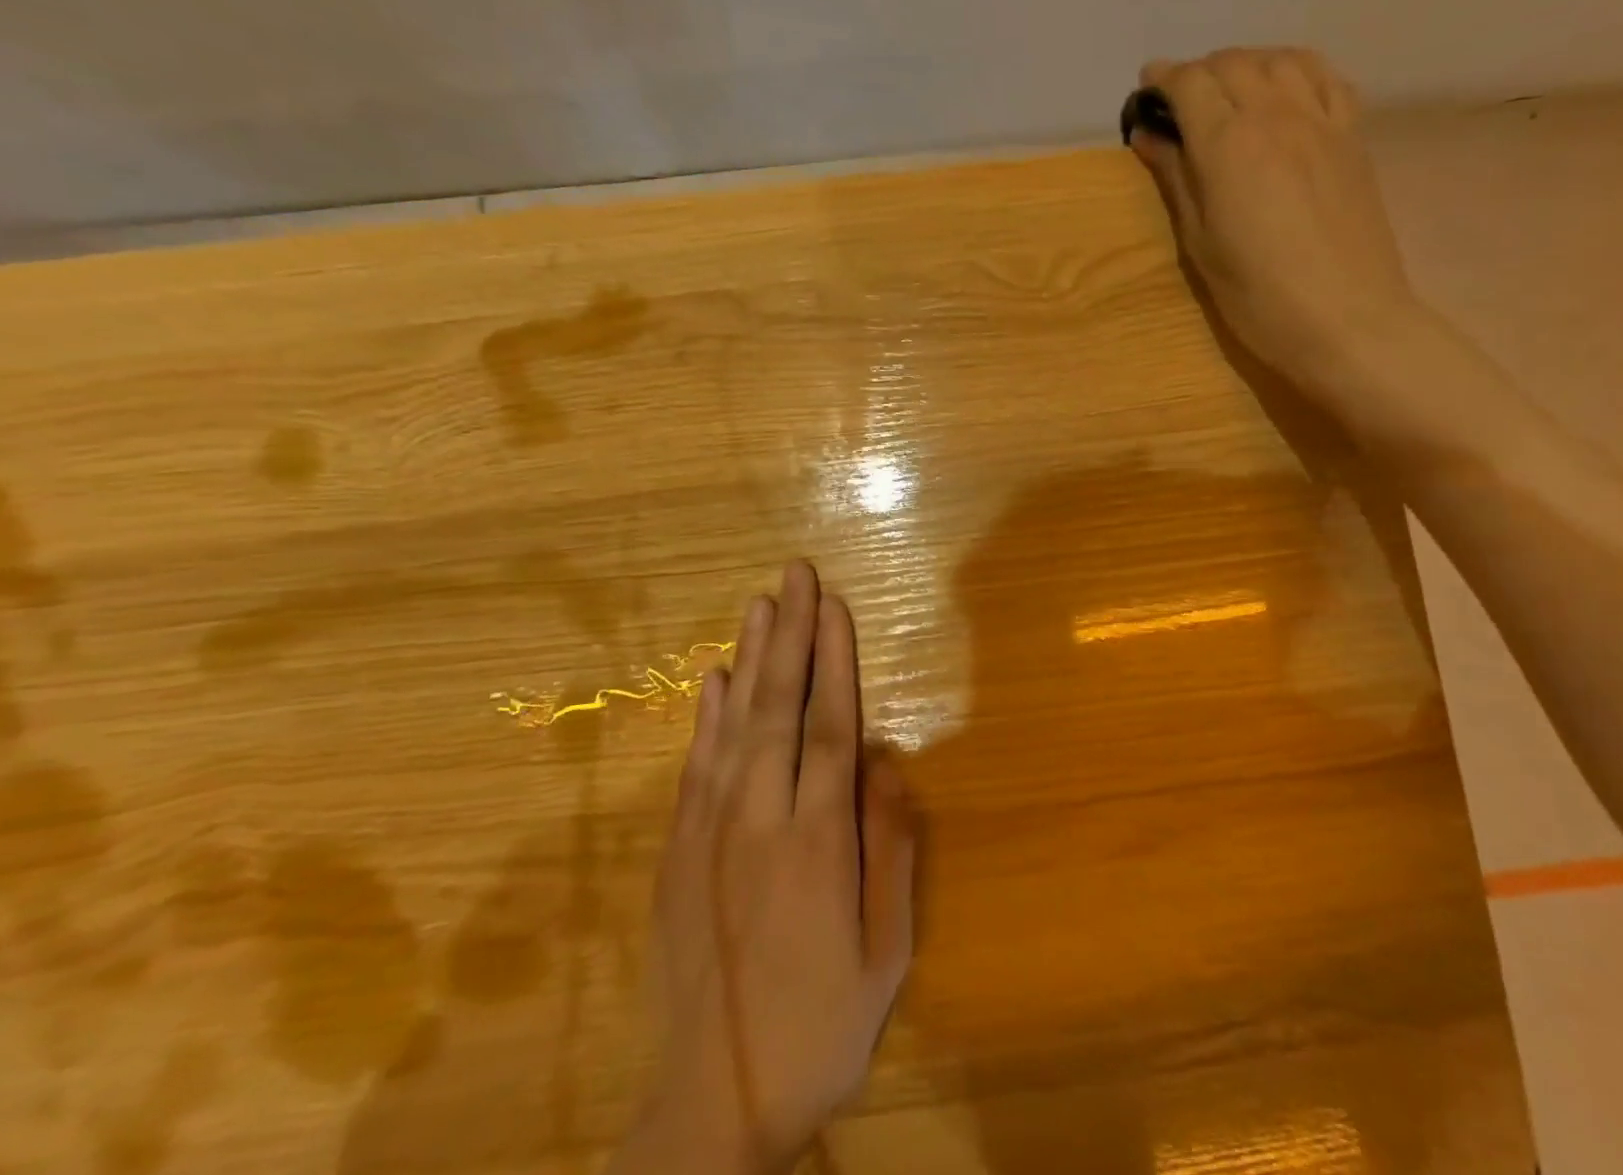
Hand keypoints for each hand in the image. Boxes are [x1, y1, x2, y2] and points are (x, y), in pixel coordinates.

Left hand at [622, 563, 917, 1174]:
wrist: (714, 1102)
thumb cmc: (820, 1023)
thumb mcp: (885, 949)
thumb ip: (888, 846)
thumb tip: (886, 760)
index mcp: (816, 842)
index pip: (827, 728)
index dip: (833, 661)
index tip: (834, 606)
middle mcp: (758, 820)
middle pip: (777, 709)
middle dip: (790, 635)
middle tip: (795, 575)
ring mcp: (709, 833)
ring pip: (734, 726)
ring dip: (749, 658)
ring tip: (760, 604)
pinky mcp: (677, 852)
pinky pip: (695, 767)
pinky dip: (706, 717)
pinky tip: (714, 680)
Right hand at [1130, 47, 1424, 397]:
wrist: (1346, 320)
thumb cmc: (1257, 295)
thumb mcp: (1200, 243)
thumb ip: (1176, 178)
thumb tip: (1149, 134)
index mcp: (1228, 144)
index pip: (1190, 84)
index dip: (1163, 79)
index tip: (1146, 89)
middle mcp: (1275, 115)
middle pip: (1233, 63)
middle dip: (1200, 72)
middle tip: (1181, 103)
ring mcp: (1321, 121)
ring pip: (1281, 59)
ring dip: (1247, 64)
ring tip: (1230, 92)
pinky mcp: (1352, 137)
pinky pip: (1326, 78)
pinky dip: (1297, 71)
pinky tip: (1285, 93)